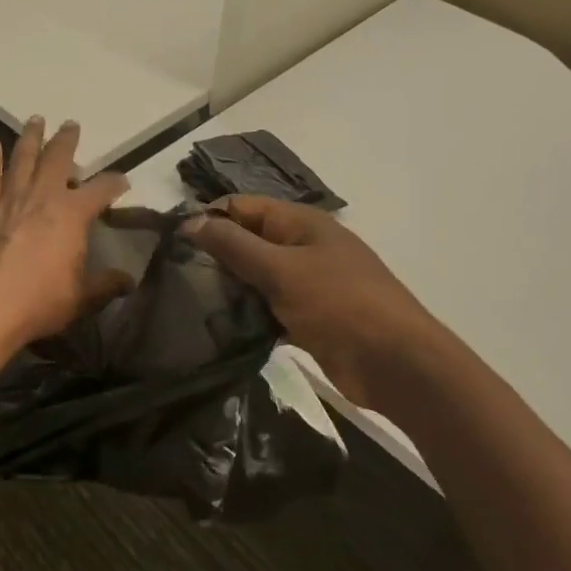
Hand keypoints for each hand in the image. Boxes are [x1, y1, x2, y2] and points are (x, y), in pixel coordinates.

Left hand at [0, 118, 130, 349]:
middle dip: (67, 140)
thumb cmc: (39, 301)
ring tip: (35, 120)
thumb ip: (106, 284)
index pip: (102, 190)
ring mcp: (11, 199)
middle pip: (58, 158)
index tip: (122, 180)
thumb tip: (129, 281)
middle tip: (71, 124)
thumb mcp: (82, 297)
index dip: (115, 183)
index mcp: (73, 214)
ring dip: (30, 137)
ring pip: (22, 158)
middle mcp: (44, 196)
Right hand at [182, 195, 431, 408]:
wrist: (398, 364)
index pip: (243, 206)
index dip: (209, 218)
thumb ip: (234, 245)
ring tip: (190, 302)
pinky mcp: (311, 316)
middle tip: (176, 276)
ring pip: (258, 276)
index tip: (173, 242)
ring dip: (231, 287)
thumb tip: (190, 221)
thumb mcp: (281, 270)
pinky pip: (270, 306)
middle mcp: (304, 246)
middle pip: (249, 240)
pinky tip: (220, 327)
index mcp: (301, 223)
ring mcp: (309, 282)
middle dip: (216, 255)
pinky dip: (249, 313)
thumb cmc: (340, 305)